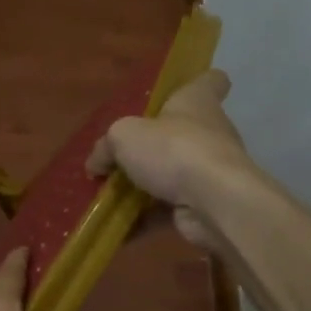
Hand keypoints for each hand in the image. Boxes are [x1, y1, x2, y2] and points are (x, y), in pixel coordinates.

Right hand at [86, 69, 255, 248]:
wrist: (213, 201)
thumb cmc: (173, 149)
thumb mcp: (123, 136)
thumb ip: (106, 148)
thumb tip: (96, 164)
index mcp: (197, 102)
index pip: (210, 81)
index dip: (197, 83)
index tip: (178, 93)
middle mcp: (209, 132)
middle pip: (181, 132)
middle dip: (152, 146)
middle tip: (119, 156)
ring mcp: (209, 171)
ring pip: (172, 174)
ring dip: (143, 187)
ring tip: (108, 196)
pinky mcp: (204, 203)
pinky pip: (168, 210)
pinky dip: (145, 219)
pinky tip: (117, 229)